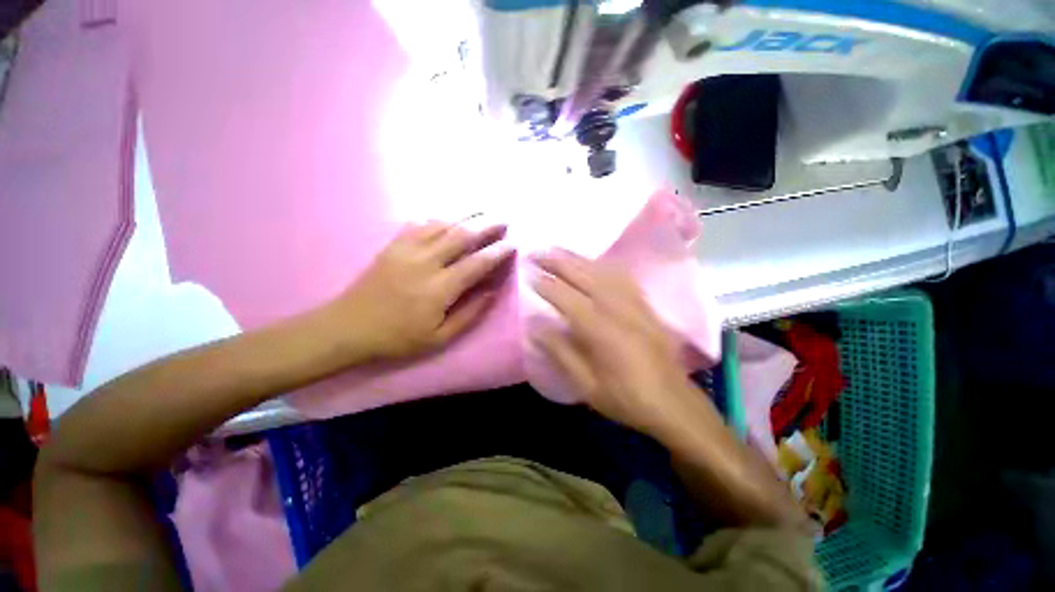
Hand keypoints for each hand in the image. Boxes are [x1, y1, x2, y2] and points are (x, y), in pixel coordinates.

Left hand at [330, 220, 514, 360]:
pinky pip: (421, 224)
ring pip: (443, 224)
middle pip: (462, 235)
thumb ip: (469, 314)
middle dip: (487, 225)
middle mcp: (425, 262)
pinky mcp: (393, 245)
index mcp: (439, 289)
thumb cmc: (398, 337)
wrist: (348, 327)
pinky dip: (440, 219)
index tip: (513, 243)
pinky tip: (450, 218)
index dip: (497, 251)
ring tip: (484, 212)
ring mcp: (406, 249)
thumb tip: (492, 292)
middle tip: (504, 219)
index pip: (476, 263)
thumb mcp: (439, 338)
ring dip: (466, 217)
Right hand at [530, 251, 702, 438]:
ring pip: (603, 271)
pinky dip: (603, 265)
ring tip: (558, 251)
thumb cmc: (626, 398)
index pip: (566, 298)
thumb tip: (535, 326)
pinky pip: (622, 276)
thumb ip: (559, 351)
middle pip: (584, 275)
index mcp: (601, 330)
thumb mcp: (586, 384)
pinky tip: (593, 263)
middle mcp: (618, 308)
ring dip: (578, 258)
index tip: (528, 275)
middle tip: (536, 253)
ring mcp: (635, 304)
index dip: (546, 285)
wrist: (674, 405)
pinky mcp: (646, 306)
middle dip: (558, 261)